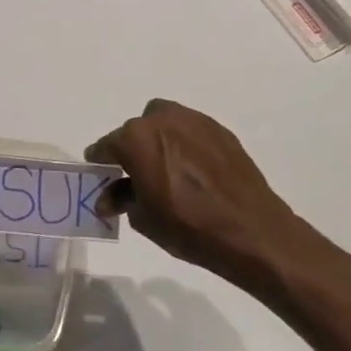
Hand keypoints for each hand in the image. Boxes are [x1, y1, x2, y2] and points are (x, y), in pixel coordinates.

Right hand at [86, 99, 321, 296]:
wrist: (250, 230)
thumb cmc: (187, 226)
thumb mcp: (144, 218)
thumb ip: (122, 198)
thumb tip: (109, 197)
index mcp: (137, 138)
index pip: (107, 145)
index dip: (100, 161)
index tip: (100, 173)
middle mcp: (163, 120)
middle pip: (136, 130)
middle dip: (132, 150)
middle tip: (135, 177)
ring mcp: (195, 121)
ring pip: (165, 123)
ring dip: (158, 141)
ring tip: (165, 170)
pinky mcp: (220, 130)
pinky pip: (191, 131)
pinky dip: (184, 144)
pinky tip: (191, 171)